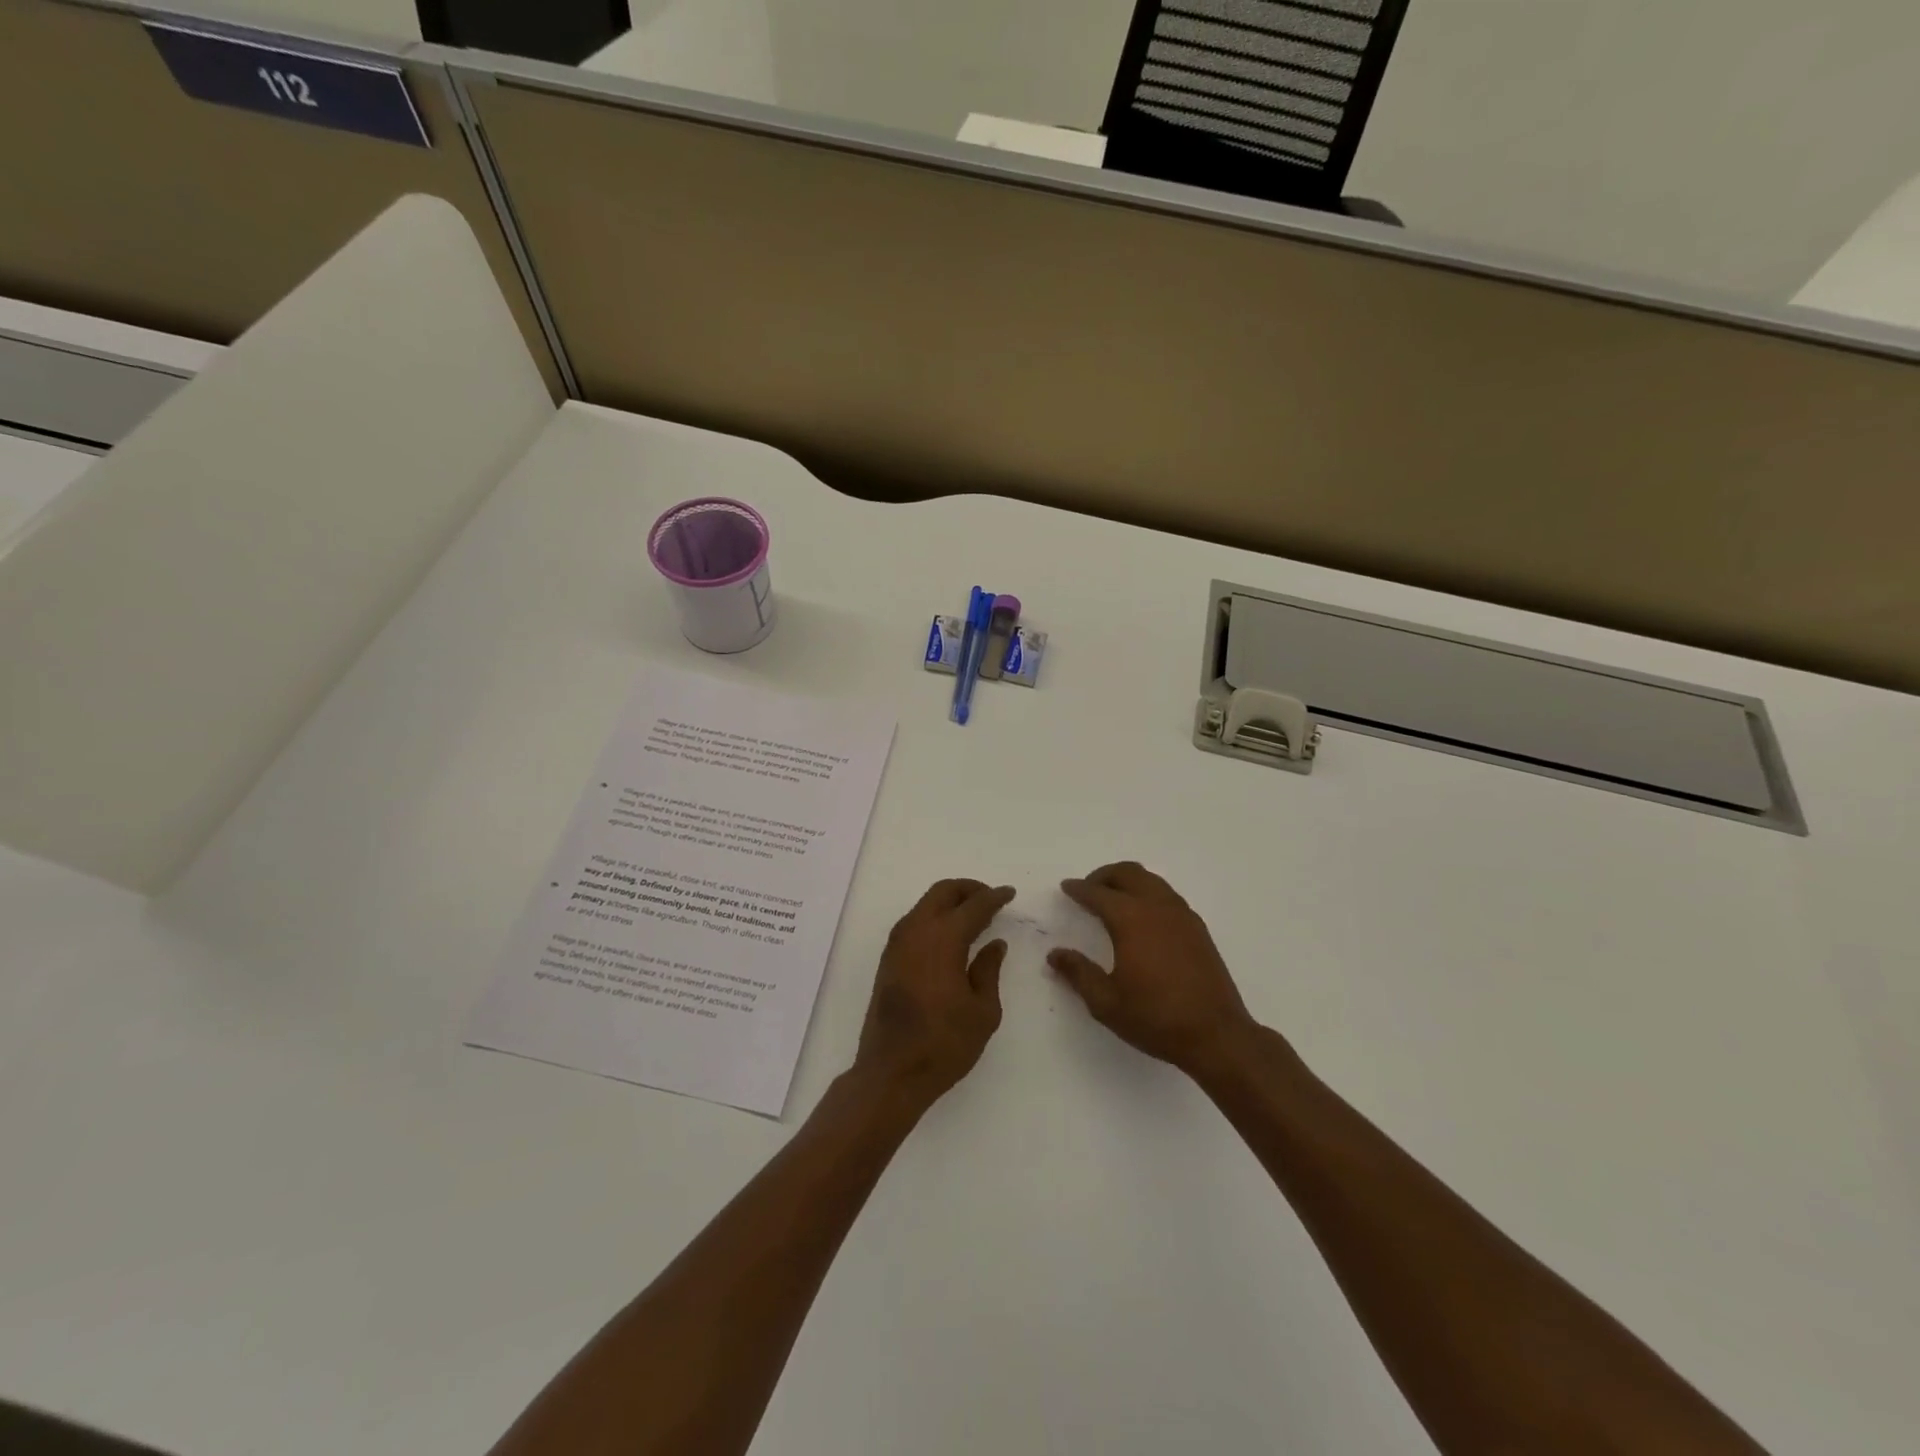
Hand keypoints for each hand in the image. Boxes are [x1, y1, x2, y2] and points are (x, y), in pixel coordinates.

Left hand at [855, 879, 1015, 1107]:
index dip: (994, 897)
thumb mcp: (983, 1010)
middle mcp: (916, 931)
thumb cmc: (944, 1043)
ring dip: (949, 902)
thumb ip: (989, 970)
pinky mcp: (888, 959)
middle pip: (943, 892)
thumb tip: (995, 944)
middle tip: (990, 899)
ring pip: (925, 904)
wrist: (891, 1072)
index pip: (974, 906)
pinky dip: (935, 917)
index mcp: (943, 939)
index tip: (1009, 893)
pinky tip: (950, 936)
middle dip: (969, 889)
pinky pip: (914, 922)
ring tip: (973, 917)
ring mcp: (897, 944)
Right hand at [1048, 862, 1258, 1077]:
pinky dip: (1148, 894)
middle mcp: (1157, 907)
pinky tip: (1144, 918)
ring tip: (1114, 899)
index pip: (1098, 893)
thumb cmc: (1156, 1018)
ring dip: (1128, 882)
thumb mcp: (1106, 1002)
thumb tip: (1055, 954)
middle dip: (1104, 876)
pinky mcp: (1198, 929)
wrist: (1217, 1035)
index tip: (1066, 887)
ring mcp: (1182, 915)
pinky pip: (1167, 895)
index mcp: (1131, 919)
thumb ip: (1078, 973)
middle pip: (1128, 873)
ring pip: (1151, 880)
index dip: (1079, 889)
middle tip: (1089, 889)